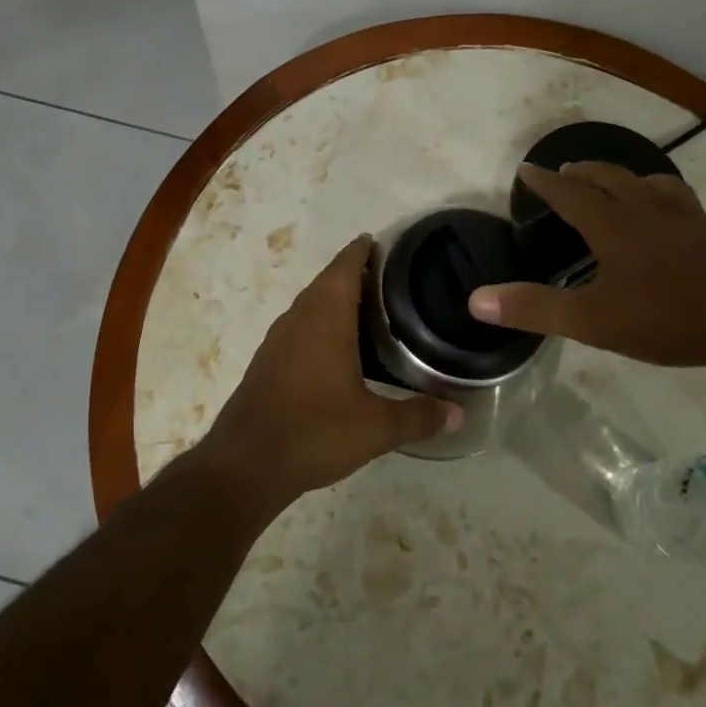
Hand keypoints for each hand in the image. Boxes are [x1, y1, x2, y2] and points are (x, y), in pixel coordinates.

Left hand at [200, 236, 460, 513]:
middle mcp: (299, 318)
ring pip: (310, 304)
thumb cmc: (314, 432)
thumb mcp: (375, 428)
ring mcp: (278, 339)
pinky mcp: (268, 361)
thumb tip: (459, 413)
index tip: (382, 242)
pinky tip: (337, 346)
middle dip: (353, 272)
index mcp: (325, 317)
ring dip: (335, 297)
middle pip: (327, 281)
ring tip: (369, 307)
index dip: (362, 250)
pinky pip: (299, 326)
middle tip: (389, 277)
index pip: (345, 266)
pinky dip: (320, 322)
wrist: (246, 464)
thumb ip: (419, 416)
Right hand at [469, 161, 705, 369]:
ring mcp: (686, 220)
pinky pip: (685, 206)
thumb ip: (534, 308)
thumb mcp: (592, 320)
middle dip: (585, 173)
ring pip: (652, 184)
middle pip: (611, 179)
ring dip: (628, 178)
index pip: (570, 193)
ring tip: (622, 182)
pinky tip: (677, 218)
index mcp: (613, 225)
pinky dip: (668, 201)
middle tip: (568, 170)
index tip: (527, 168)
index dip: (546, 182)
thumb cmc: (667, 316)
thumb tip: (476, 299)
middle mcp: (648, 211)